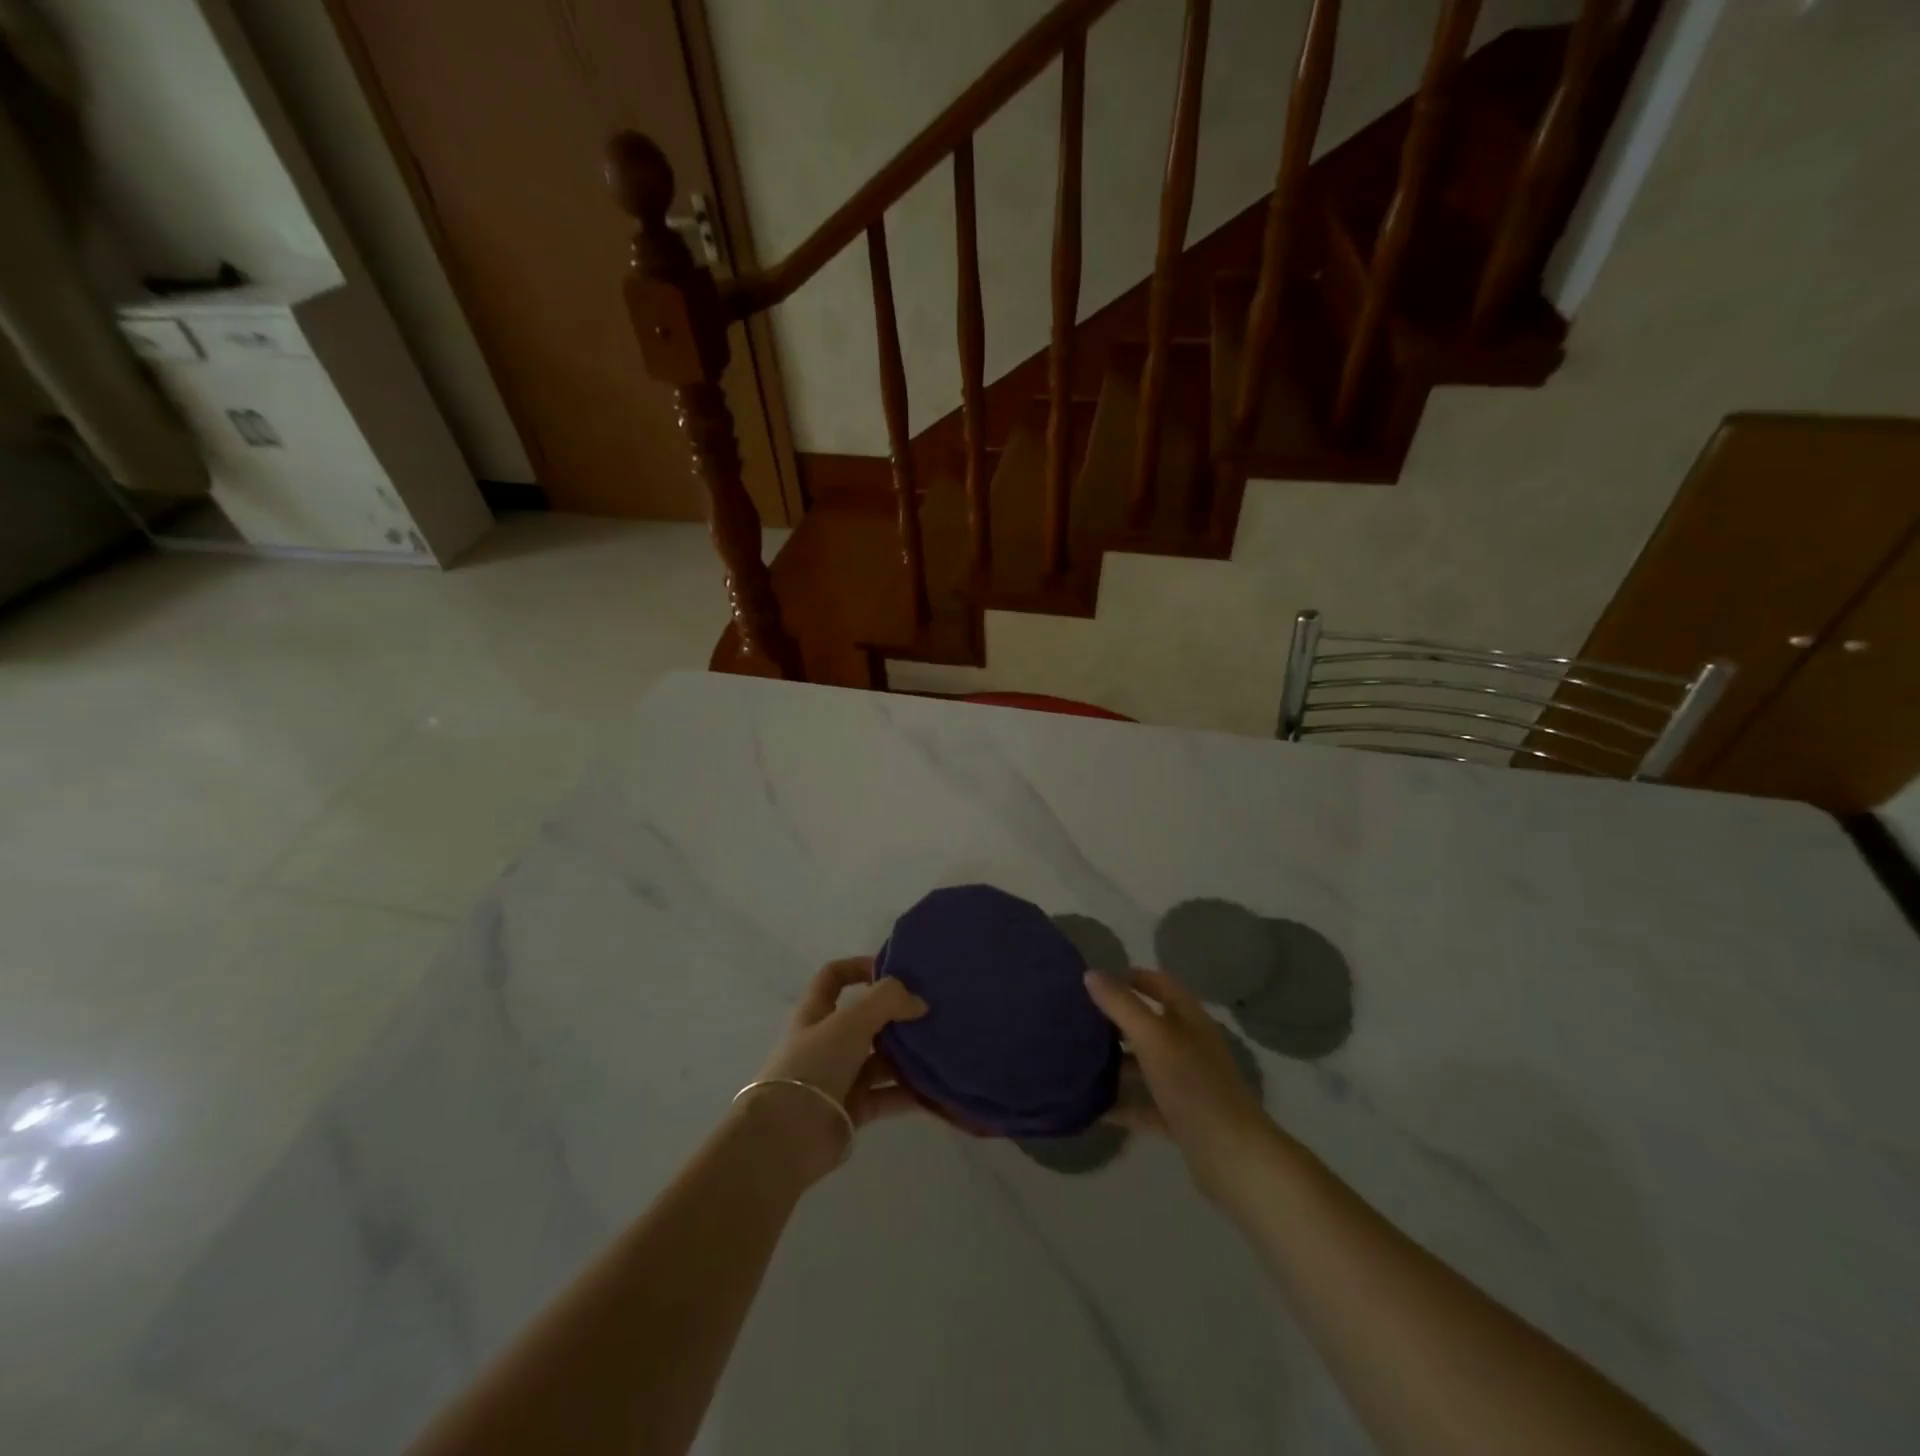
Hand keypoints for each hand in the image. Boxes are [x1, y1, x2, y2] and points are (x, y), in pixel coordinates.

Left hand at [742, 958, 928, 1181]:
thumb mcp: (850, 1021)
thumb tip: (918, 1002)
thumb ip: (887, 1001)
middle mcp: (827, 1042)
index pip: (833, 977)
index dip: (858, 967)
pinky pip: (888, 1095)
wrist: (788, 1136)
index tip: (892, 971)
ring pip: (881, 1059)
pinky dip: (911, 1093)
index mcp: (816, 1013)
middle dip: (896, 1015)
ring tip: (941, 1048)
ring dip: (908, 1055)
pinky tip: (937, 1088)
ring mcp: (840, 1077)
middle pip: (866, 1020)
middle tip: (931, 1012)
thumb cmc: (814, 1066)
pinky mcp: (854, 1109)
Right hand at [1084, 969, 1275, 1203]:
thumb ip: (1121, 1005)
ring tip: (1078, 1059)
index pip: (1159, 984)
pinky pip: (1145, 1103)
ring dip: (1116, 1062)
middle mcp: (1189, 1046)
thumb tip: (1090, 974)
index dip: (1130, 977)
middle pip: (1149, 1024)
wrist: (1231, 1156)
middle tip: (1078, 1019)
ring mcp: (1186, 1083)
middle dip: (1116, 1020)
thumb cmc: (1193, 1085)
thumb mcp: (1153, 1038)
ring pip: (1145, 1064)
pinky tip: (1094, 1106)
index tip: (1095, 981)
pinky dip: (1123, 1103)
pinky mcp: (1181, 1117)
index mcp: (1189, 1020)